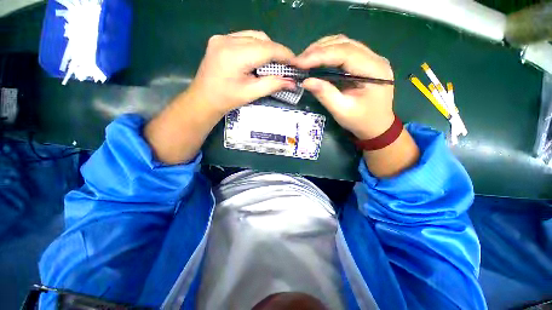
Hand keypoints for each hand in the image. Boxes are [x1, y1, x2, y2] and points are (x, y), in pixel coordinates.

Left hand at [145, 30, 295, 163]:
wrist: (204, 99)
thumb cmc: (227, 100)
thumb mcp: (251, 94)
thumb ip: (272, 85)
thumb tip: (292, 82)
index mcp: (235, 55)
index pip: (267, 48)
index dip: (284, 54)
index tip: (296, 62)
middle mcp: (227, 40)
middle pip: (261, 39)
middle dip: (276, 52)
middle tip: (285, 66)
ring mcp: (222, 37)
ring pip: (254, 36)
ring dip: (267, 48)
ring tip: (273, 64)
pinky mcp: (220, 39)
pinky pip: (244, 38)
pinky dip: (256, 47)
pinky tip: (258, 59)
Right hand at [291, 35, 394, 139]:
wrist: (377, 126)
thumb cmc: (361, 121)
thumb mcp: (341, 110)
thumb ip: (325, 94)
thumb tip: (305, 81)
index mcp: (374, 70)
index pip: (345, 53)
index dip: (320, 55)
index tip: (300, 62)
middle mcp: (375, 59)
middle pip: (345, 44)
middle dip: (319, 50)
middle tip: (299, 60)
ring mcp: (371, 59)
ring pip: (344, 44)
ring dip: (322, 49)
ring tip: (305, 59)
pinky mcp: (364, 63)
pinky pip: (345, 51)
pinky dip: (328, 53)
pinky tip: (317, 59)